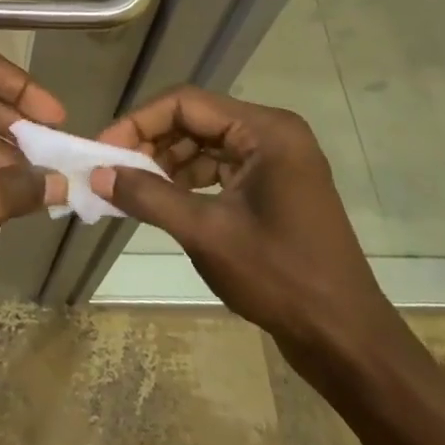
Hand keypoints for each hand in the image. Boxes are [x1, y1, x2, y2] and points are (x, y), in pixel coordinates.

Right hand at [93, 87, 410, 386]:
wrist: (346, 340)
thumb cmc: (280, 278)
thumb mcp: (206, 233)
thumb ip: (148, 196)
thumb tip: (97, 174)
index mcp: (266, 130)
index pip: (186, 103)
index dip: (139, 122)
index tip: (103, 150)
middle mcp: (273, 134)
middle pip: (195, 119)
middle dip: (150, 142)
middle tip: (112, 170)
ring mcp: (276, 160)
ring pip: (204, 143)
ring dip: (166, 162)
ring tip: (131, 187)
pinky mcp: (273, 186)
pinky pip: (220, 168)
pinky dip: (187, 180)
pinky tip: (162, 200)